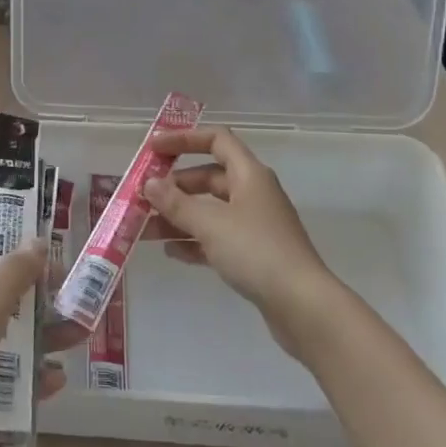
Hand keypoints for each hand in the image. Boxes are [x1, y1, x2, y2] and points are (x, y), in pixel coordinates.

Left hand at [0, 241, 80, 443]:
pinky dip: (26, 374)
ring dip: (41, 337)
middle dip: (37, 299)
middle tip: (72, 299)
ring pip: (4, 336)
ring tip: (79, 337)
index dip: (11, 249)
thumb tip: (37, 240)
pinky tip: (56, 380)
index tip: (47, 255)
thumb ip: (15, 272)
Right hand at [142, 127, 339, 355]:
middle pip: (208, 178)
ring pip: (209, 211)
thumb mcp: (210, 223)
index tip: (153, 149)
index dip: (184, 139)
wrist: (303, 307)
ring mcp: (255, 226)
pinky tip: (170, 253)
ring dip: (178, 217)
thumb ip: (176, 203)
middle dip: (174, 187)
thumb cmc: (256, 252)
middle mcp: (253, 194)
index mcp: (249, 175)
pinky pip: (217, 239)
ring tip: (145, 230)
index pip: (216, 139)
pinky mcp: (254, 255)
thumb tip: (150, 184)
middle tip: (142, 198)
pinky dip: (194, 242)